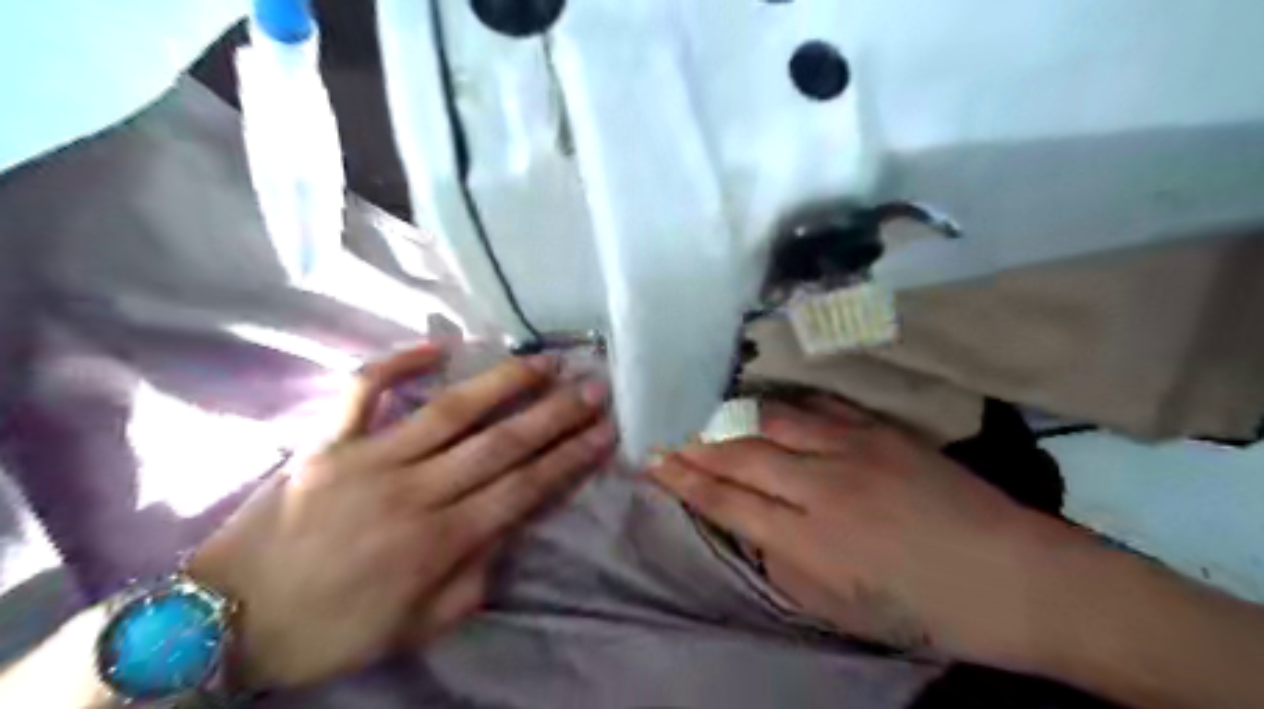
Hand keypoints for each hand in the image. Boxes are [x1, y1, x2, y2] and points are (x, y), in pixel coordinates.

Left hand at [189, 347, 616, 687]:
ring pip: (450, 410)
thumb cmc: (329, 630)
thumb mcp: (416, 627)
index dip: (570, 458)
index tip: (605, 432)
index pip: (523, 488)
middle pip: (501, 443)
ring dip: (503, 382)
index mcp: (438, 542)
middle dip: (555, 413)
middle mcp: (413, 492)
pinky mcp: (325, 442)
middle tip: (594, 386)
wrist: (223, 622)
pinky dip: (398, 363)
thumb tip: (509, 530)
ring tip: (544, 360)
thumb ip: (473, 579)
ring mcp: (367, 459)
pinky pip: (362, 391)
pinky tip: (439, 347)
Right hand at [650, 400, 1074, 664]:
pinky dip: (780, 404)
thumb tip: (747, 524)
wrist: (1015, 577)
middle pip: (739, 455)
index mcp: (808, 540)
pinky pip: (816, 408)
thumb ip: (781, 562)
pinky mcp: (879, 430)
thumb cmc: (922, 608)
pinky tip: (760, 400)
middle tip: (662, 431)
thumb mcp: (837, 608)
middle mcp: (821, 486)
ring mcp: (852, 449)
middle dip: (693, 443)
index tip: (652, 461)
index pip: (725, 501)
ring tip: (699, 412)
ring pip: (770, 421)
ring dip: (728, 417)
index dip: (683, 480)